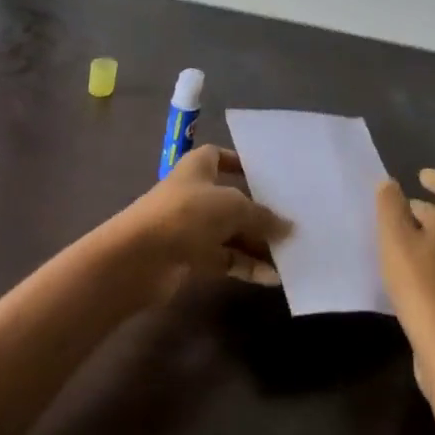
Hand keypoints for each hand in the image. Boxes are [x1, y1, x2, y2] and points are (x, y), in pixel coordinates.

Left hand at [111, 144, 287, 302]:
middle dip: (259, 211)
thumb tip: (288, 227)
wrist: (141, 257)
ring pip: (231, 233)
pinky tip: (273, 277)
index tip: (267, 174)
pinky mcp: (191, 258)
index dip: (239, 162)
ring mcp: (192, 227)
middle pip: (232, 199)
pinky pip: (226, 259)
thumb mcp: (233, 207)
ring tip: (291, 253)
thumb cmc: (187, 214)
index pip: (219, 156)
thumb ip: (262, 216)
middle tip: (293, 221)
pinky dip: (247, 266)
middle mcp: (194, 194)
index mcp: (197, 167)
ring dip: (257, 244)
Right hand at [377, 169, 434, 358]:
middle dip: (429, 209)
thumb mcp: (395, 237)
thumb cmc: (420, 282)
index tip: (420, 177)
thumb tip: (390, 183)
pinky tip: (404, 273)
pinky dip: (426, 259)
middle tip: (401, 208)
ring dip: (426, 235)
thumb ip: (390, 206)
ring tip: (396, 240)